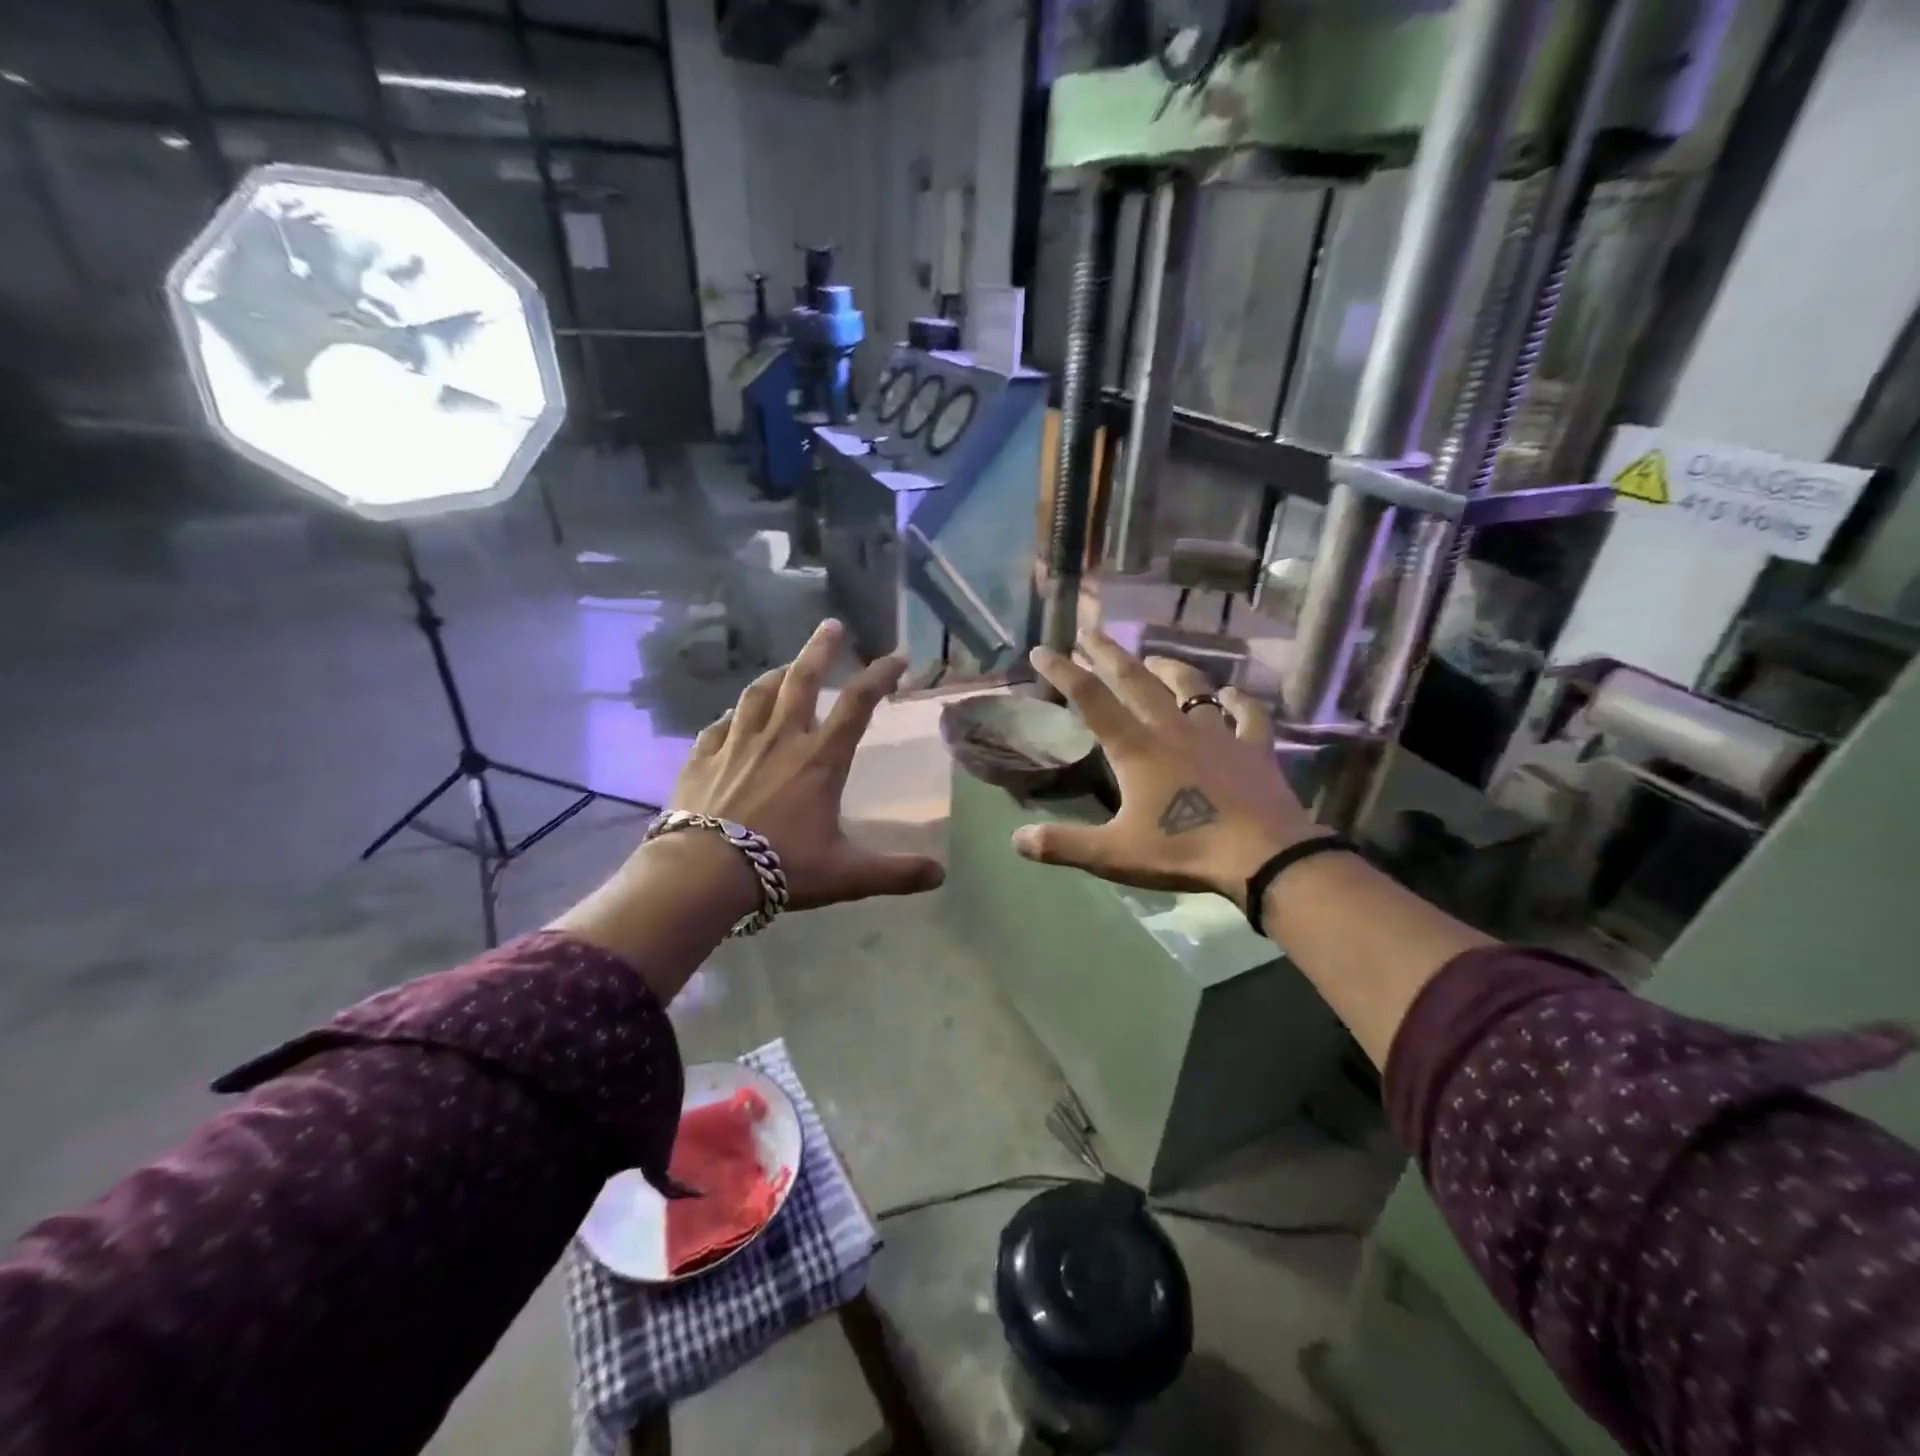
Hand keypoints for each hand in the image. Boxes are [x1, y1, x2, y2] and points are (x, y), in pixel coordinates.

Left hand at [669, 618, 944, 911]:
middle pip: (802, 680)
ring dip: (776, 675)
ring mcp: (736, 744)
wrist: (703, 873)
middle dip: (820, 649)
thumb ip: (895, 873)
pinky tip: (732, 716)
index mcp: (819, 759)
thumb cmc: (781, 866)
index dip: (880, 676)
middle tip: (831, 625)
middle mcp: (780, 739)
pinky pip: (718, 726)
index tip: (897, 656)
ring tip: (786, 666)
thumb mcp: (846, 874)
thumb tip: (940, 876)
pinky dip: (731, 716)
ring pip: (758, 695)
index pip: (857, 705)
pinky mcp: (702, 758)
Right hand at [1013, 631, 1317, 909]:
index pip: (1091, 700)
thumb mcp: (1114, 854)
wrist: (1263, 856)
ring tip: (1154, 658)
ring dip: (1170, 669)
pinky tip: (1233, 694)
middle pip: (1137, 681)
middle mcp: (1173, 730)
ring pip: (1192, 688)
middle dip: (1110, 654)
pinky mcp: (1255, 748)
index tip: (1043, 649)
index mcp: (1136, 749)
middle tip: (1092, 632)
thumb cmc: (1183, 849)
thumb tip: (1017, 839)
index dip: (1064, 672)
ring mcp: (1218, 735)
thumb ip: (1063, 844)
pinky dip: (1239, 703)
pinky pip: (1248, 716)